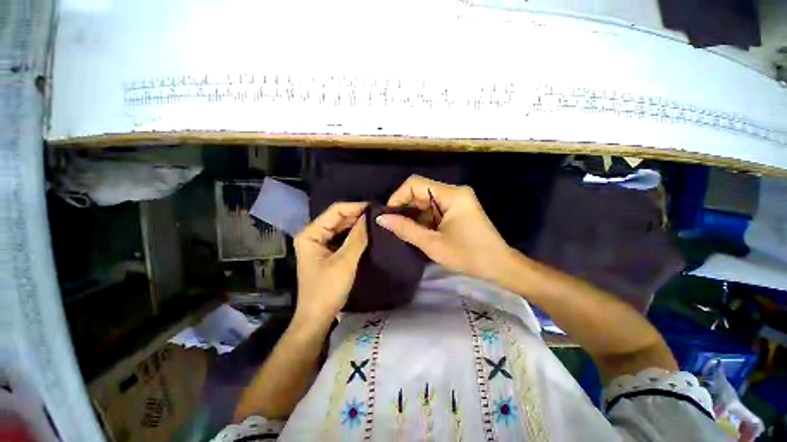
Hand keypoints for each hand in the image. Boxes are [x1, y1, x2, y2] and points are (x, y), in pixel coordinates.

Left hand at [294, 202, 367, 322]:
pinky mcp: (324, 256)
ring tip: (378, 223)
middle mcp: (311, 235)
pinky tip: (368, 236)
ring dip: (356, 227)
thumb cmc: (327, 290)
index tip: (378, 207)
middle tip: (381, 216)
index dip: (356, 207)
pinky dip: (352, 238)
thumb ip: (357, 238)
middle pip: (336, 219)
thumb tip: (371, 216)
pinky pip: (339, 241)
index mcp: (310, 233)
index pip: (335, 211)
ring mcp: (317, 246)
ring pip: (339, 230)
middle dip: (357, 216)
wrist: (316, 318)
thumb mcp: (344, 263)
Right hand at [376, 175, 511, 281]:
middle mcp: (456, 191)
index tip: (388, 217)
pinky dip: (426, 218)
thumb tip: (381, 218)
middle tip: (393, 227)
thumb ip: (406, 229)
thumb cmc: (467, 255)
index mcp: (452, 194)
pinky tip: (419, 233)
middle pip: (421, 190)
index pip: (415, 183)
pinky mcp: (461, 209)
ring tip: (404, 232)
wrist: (498, 265)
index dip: (398, 197)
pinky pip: (437, 208)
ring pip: (428, 200)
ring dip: (415, 214)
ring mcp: (460, 200)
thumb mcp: (433, 244)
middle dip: (406, 207)